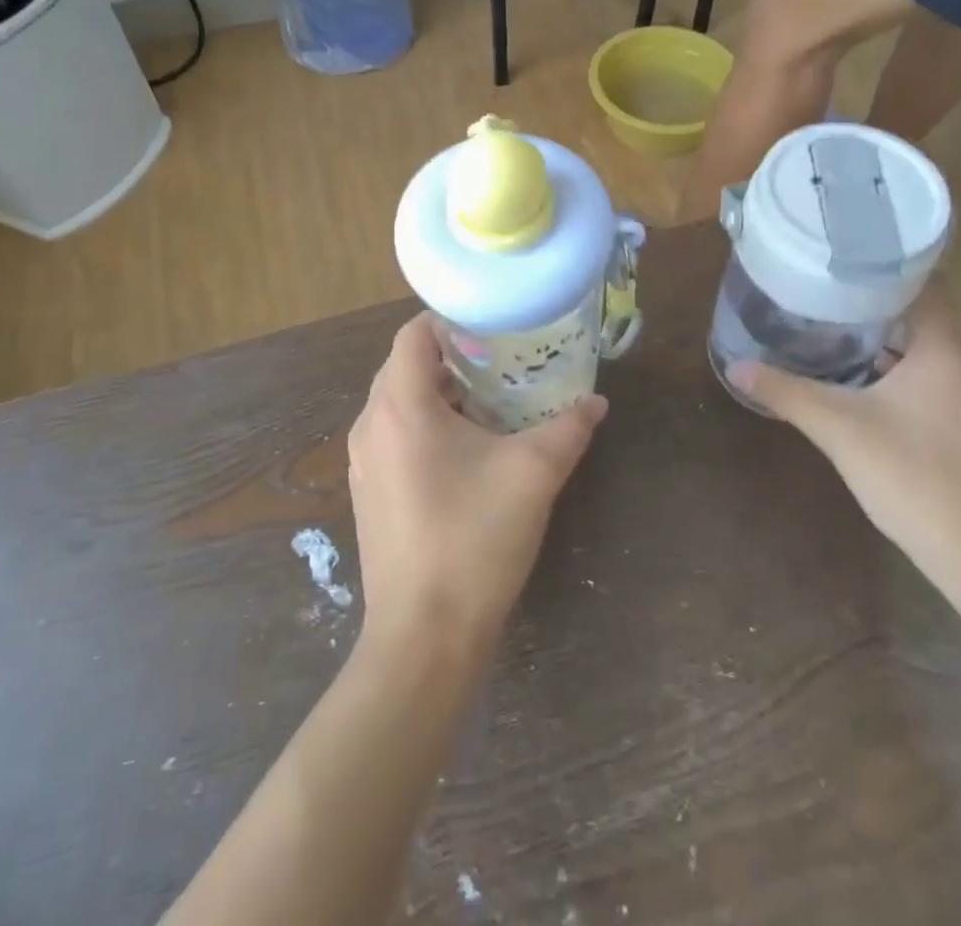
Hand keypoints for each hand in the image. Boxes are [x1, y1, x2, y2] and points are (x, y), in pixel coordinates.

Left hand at [348, 314, 606, 656]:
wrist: (424, 638)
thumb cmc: (474, 540)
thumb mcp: (532, 475)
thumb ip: (567, 429)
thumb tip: (596, 402)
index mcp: (401, 406)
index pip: (413, 335)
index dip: (449, 321)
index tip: (491, 326)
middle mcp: (371, 425)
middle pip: (405, 366)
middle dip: (450, 357)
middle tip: (499, 360)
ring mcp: (364, 462)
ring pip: (398, 403)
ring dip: (438, 394)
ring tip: (489, 401)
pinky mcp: (368, 493)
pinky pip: (394, 436)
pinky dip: (425, 426)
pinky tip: (466, 451)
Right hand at [729, 291, 960, 581]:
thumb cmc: (912, 477)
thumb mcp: (837, 429)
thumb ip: (786, 392)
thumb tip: (737, 366)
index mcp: (947, 350)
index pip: (921, 285)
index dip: (878, 270)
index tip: (835, 265)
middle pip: (924, 315)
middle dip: (874, 305)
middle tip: (823, 297)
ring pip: (931, 349)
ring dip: (889, 341)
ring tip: (835, 333)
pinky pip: (938, 378)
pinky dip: (904, 371)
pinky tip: (866, 385)